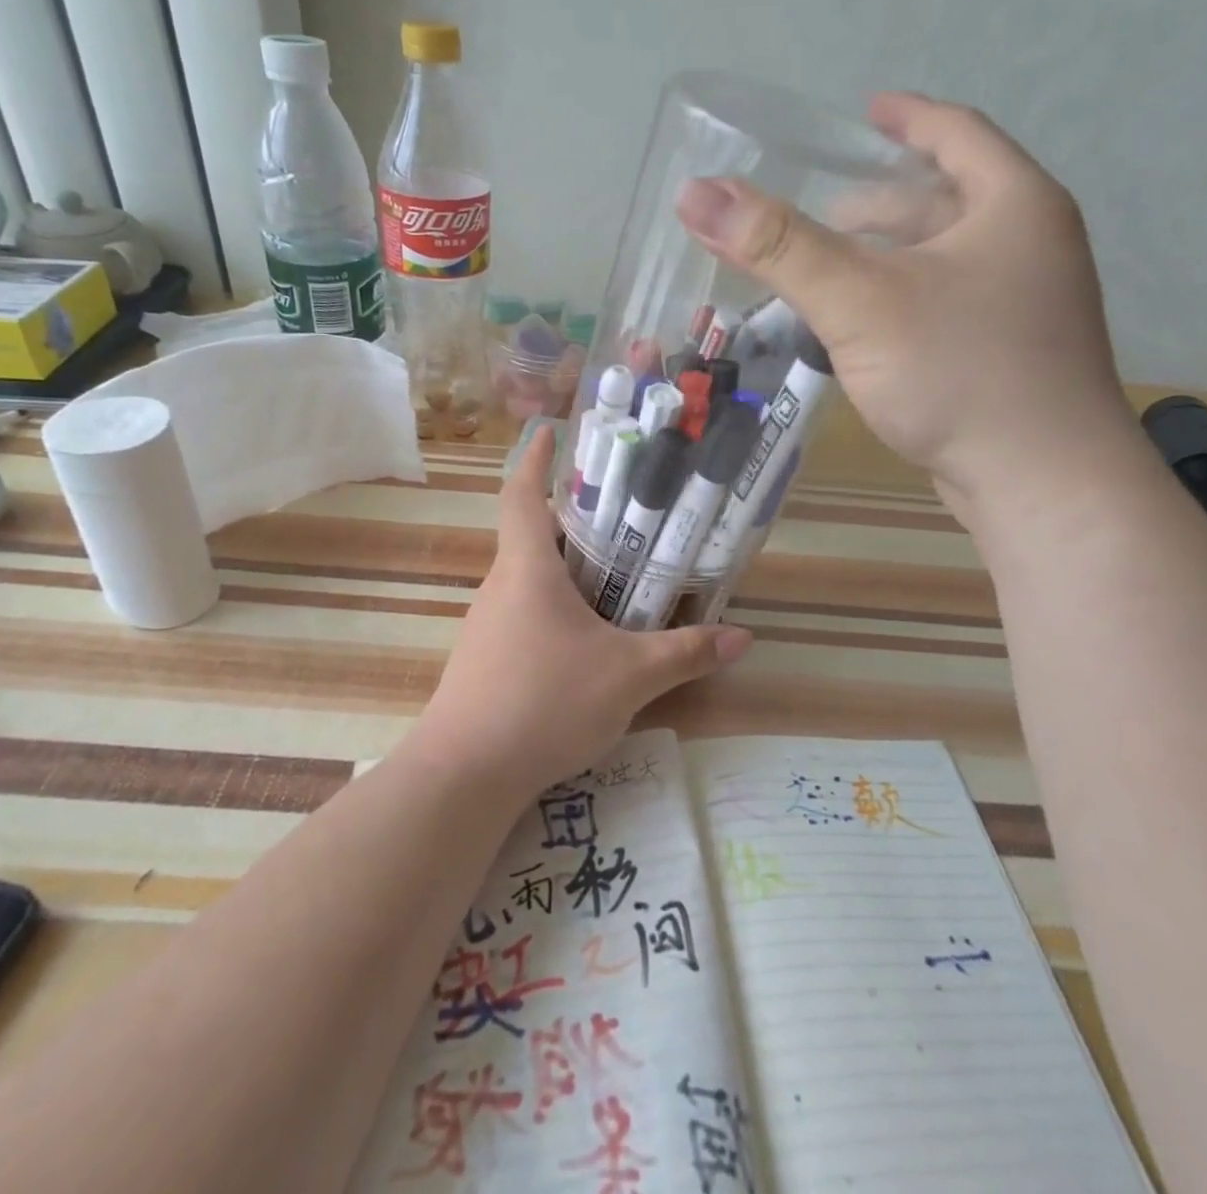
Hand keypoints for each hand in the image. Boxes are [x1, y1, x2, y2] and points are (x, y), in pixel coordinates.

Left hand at [417, 426, 751, 799]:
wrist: (464, 775)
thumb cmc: (544, 702)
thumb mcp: (628, 676)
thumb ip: (685, 654)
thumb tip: (742, 638)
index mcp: (527, 569)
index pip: (522, 494)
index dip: (535, 459)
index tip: (550, 431)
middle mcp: (502, 587)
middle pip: (531, 535)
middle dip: (571, 520)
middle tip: (622, 517)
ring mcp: (488, 626)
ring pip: (529, 578)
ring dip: (565, 568)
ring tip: (615, 575)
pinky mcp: (486, 660)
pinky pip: (524, 614)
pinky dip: (555, 607)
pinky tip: (586, 637)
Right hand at [677, 93, 1139, 520]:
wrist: (1042, 485)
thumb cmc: (959, 373)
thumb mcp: (859, 301)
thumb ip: (779, 247)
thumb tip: (697, 194)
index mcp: (1013, 206)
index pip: (957, 134)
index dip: (907, 118)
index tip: (865, 112)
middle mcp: (1031, 247)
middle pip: (947, 202)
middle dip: (883, 202)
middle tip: (824, 210)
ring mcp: (1027, 308)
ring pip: (944, 262)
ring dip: (888, 259)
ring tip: (830, 270)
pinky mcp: (1010, 359)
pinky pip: (945, 308)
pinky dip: (901, 303)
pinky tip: (862, 330)